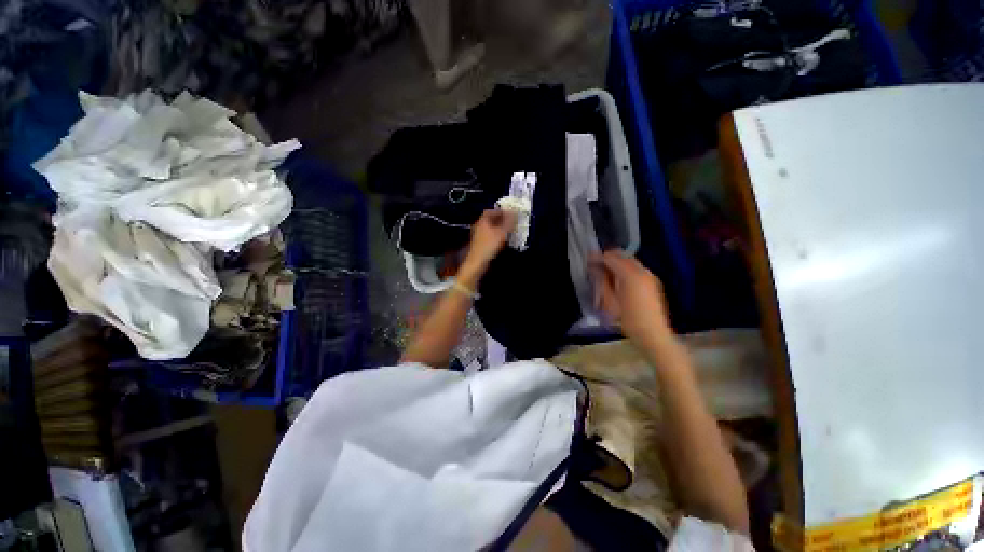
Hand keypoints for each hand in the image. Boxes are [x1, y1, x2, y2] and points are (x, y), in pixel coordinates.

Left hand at [462, 209, 516, 276]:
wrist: (478, 261)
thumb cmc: (489, 245)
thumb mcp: (502, 232)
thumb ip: (509, 222)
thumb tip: (515, 212)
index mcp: (482, 221)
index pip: (490, 211)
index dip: (500, 211)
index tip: (509, 213)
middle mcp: (479, 226)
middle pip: (490, 219)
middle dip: (500, 219)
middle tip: (510, 222)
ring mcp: (478, 235)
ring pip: (489, 227)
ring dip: (498, 227)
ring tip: (508, 230)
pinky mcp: (479, 243)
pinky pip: (489, 235)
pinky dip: (496, 234)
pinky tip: (502, 240)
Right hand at [591, 250, 673, 348]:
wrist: (653, 334)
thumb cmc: (628, 319)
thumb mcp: (610, 301)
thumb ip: (602, 281)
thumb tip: (594, 268)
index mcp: (630, 275)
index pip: (611, 258)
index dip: (598, 258)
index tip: (587, 261)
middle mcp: (642, 271)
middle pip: (622, 256)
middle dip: (608, 259)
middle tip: (595, 267)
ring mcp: (650, 276)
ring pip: (630, 261)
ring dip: (617, 264)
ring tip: (605, 274)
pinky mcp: (653, 282)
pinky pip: (637, 269)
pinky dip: (625, 269)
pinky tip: (618, 281)